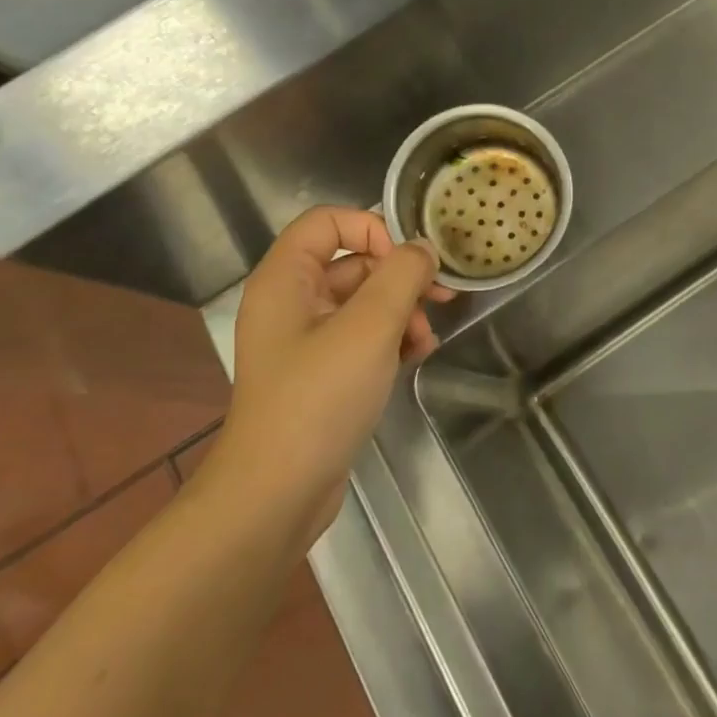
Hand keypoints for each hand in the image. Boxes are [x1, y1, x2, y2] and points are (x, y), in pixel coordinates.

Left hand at [205, 207, 452, 538]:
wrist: (276, 495)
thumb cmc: (318, 398)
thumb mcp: (369, 327)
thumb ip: (401, 276)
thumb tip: (422, 249)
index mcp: (285, 278)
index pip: (329, 220)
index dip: (373, 228)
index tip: (410, 259)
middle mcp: (289, 301)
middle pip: (352, 262)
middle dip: (399, 278)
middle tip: (441, 298)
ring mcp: (303, 340)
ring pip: (362, 302)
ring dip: (400, 312)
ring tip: (425, 342)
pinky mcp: (318, 373)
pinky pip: (359, 336)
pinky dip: (389, 340)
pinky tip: (415, 358)